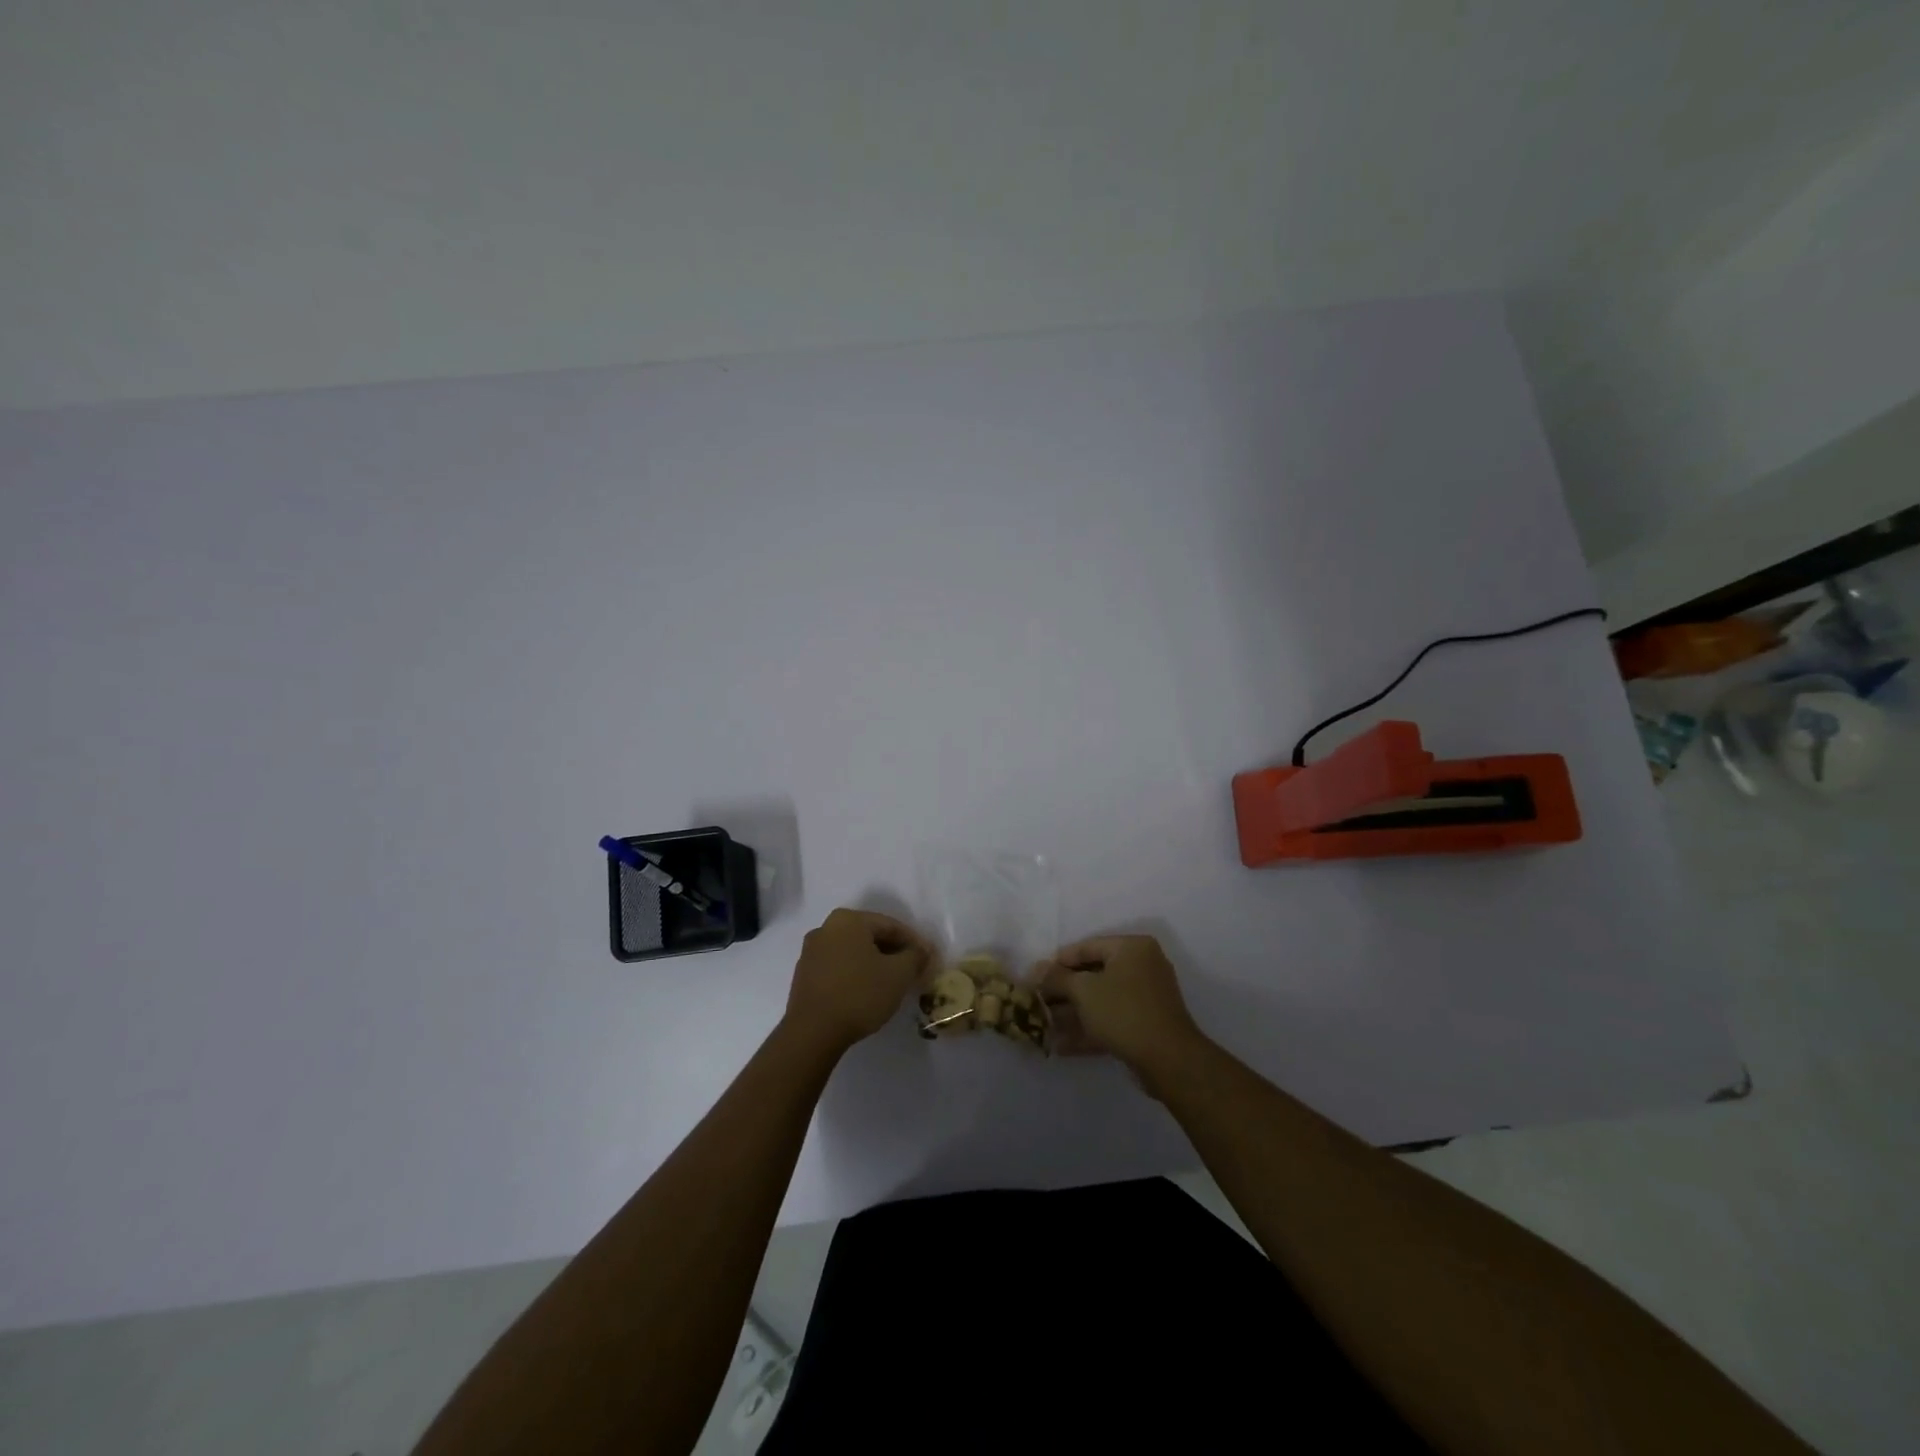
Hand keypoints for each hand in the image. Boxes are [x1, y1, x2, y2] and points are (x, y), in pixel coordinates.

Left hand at [784, 908, 931, 1053]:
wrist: (812, 1033)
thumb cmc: (859, 994)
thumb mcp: (898, 974)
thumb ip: (915, 956)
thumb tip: (922, 951)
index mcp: (848, 920)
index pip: (891, 925)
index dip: (914, 942)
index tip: (928, 960)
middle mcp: (826, 928)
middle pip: (870, 936)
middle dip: (894, 952)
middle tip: (912, 971)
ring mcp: (811, 951)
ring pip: (853, 952)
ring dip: (875, 964)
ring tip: (892, 983)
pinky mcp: (804, 975)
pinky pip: (838, 967)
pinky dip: (856, 974)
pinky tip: (867, 992)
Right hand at [1038, 934, 1211, 1089]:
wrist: (1168, 1060)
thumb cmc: (1123, 1011)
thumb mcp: (1084, 990)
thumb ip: (1057, 978)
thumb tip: (1036, 969)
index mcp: (1132, 948)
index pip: (1087, 947)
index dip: (1058, 962)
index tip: (1035, 977)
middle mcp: (1142, 967)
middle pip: (1093, 975)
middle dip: (1064, 992)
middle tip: (1038, 1002)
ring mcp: (1145, 998)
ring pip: (1101, 1001)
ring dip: (1073, 1014)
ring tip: (1044, 1026)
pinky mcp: (1145, 1026)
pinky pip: (1111, 1021)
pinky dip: (1089, 1030)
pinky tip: (1061, 1046)